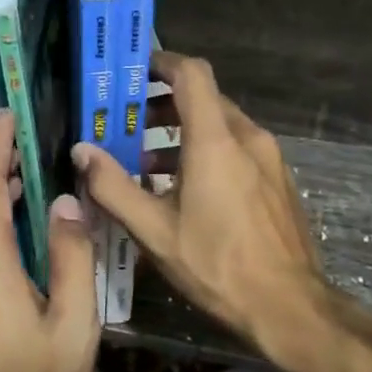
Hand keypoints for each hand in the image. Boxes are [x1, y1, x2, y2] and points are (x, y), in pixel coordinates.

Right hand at [74, 51, 330, 353]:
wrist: (290, 308)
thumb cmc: (217, 265)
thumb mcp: (154, 230)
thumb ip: (113, 186)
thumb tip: (81, 151)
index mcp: (216, 140)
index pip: (192, 74)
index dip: (162, 62)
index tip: (133, 70)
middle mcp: (247, 138)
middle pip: (204, 99)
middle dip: (162, 104)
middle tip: (125, 122)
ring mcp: (269, 159)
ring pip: (221, 126)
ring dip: (181, 133)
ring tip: (145, 163)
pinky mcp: (277, 181)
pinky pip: (237, 149)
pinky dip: (206, 152)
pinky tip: (183, 190)